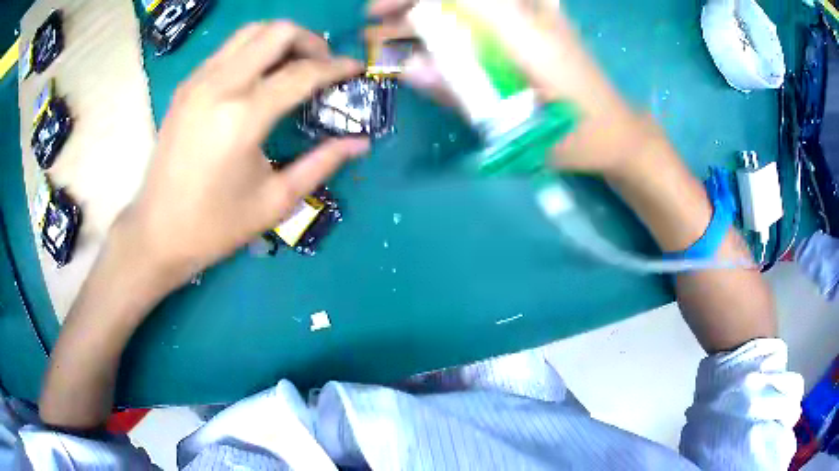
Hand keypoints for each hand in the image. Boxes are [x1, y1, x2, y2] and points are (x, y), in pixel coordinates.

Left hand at [117, 22, 368, 284]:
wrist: (156, 232)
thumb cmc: (215, 226)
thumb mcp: (275, 201)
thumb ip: (321, 164)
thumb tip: (360, 142)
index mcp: (243, 117)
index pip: (302, 72)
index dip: (336, 67)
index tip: (356, 69)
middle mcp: (219, 85)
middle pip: (277, 32)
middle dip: (309, 41)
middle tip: (321, 65)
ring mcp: (198, 81)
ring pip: (250, 32)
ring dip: (280, 40)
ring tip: (293, 65)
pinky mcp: (185, 86)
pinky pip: (228, 49)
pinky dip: (253, 51)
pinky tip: (259, 78)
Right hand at [368, 0, 645, 175]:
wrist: (617, 130)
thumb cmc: (575, 135)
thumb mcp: (516, 128)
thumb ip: (462, 95)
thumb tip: (409, 68)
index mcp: (526, 33)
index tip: (379, 13)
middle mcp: (532, 13)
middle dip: (413, 0)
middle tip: (379, 22)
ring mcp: (539, 13)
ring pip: (476, 1)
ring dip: (433, 9)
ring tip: (398, 31)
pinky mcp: (541, 20)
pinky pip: (490, 9)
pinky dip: (460, 13)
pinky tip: (441, 36)